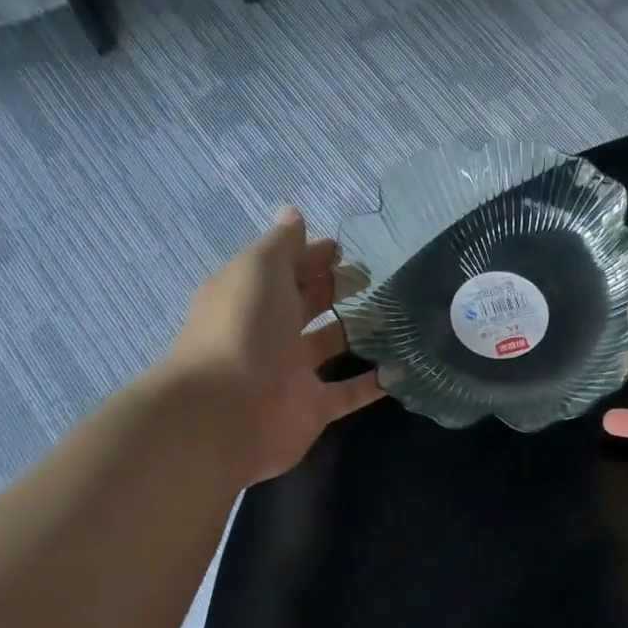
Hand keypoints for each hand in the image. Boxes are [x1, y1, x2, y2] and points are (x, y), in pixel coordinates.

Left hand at [162, 206, 383, 483]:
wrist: (226, 413)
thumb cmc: (243, 329)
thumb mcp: (259, 271)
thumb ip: (282, 244)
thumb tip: (294, 214)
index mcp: (250, 295)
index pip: (283, 268)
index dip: (310, 255)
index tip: (345, 249)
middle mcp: (269, 331)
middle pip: (306, 304)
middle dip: (336, 288)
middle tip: (377, 278)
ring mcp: (291, 372)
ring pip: (329, 345)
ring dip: (357, 331)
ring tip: (396, 317)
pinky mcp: (313, 408)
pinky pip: (348, 392)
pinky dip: (373, 383)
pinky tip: (401, 369)